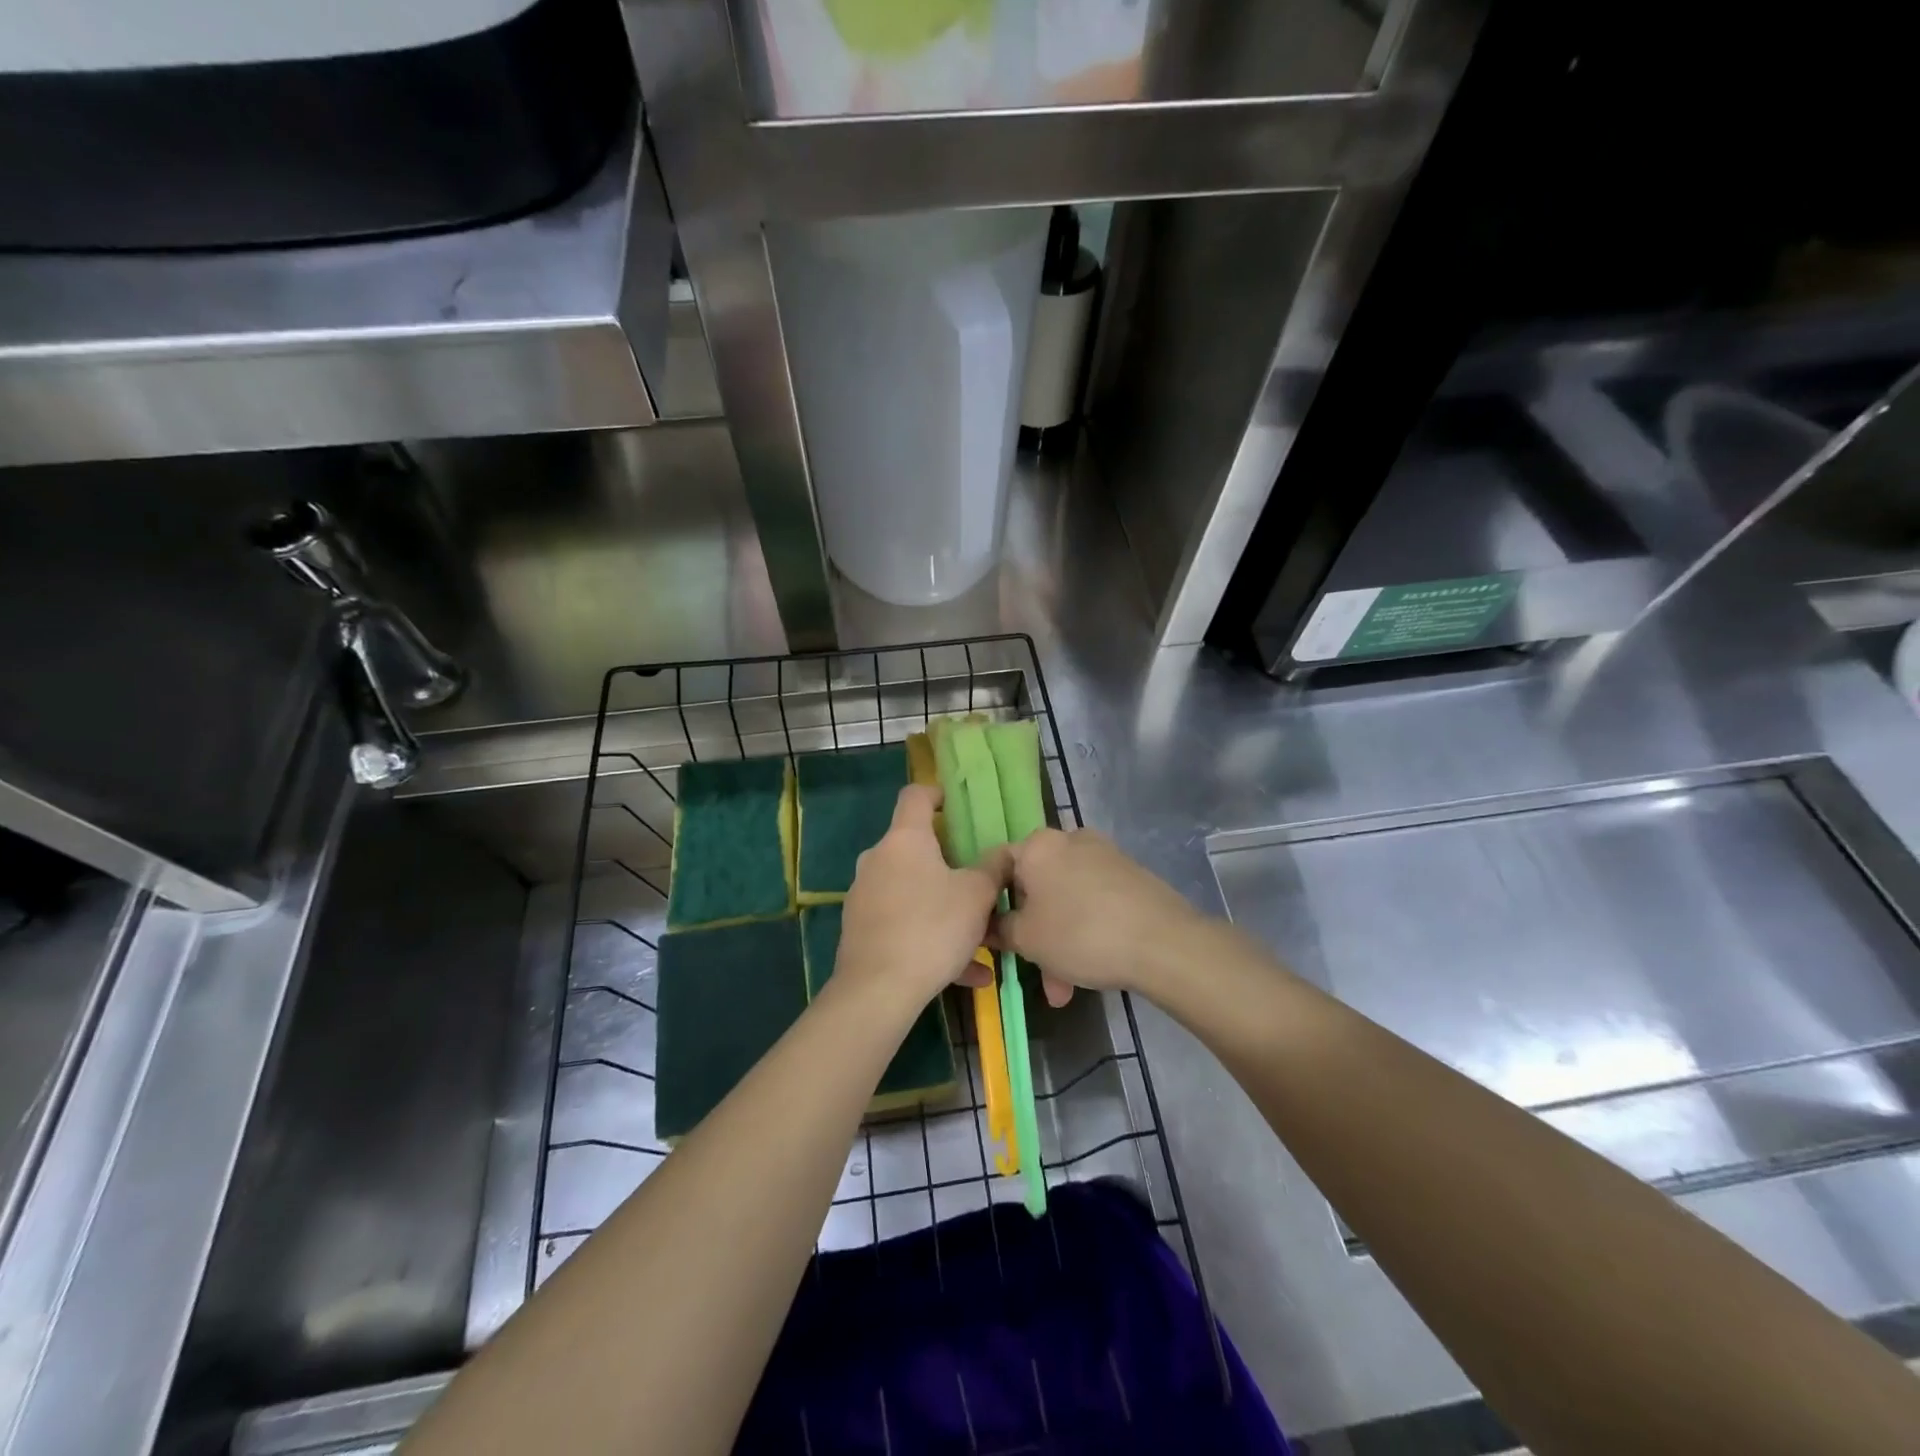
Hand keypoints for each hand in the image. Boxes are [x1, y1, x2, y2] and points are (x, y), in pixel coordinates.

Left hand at [834, 785, 1009, 1015]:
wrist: (877, 990)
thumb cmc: (932, 927)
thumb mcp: (977, 895)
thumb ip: (994, 868)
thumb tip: (1006, 851)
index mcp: (904, 839)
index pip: (915, 795)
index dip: (938, 794)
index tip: (958, 808)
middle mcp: (878, 859)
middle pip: (916, 847)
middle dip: (949, 864)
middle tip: (979, 882)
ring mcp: (864, 895)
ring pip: (914, 892)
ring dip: (946, 909)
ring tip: (982, 942)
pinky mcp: (860, 929)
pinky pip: (904, 924)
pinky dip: (931, 938)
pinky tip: (966, 974)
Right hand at [991, 828, 1204, 1005]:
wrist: (1164, 942)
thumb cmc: (1081, 934)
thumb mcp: (1027, 939)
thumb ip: (1000, 929)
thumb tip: (990, 925)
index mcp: (1037, 845)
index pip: (997, 866)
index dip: (988, 902)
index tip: (991, 935)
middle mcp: (1069, 840)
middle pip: (1035, 887)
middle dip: (1032, 934)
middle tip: (1034, 972)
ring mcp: (1103, 855)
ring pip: (1065, 900)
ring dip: (1059, 941)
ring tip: (1065, 989)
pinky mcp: (1129, 874)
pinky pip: (1092, 901)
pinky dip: (1085, 930)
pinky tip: (1091, 968)